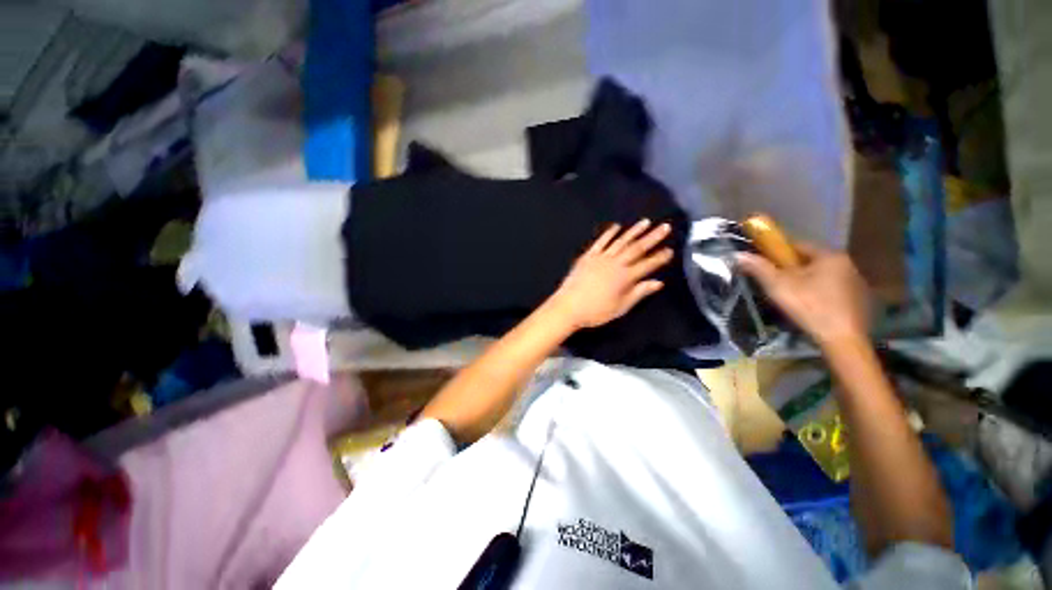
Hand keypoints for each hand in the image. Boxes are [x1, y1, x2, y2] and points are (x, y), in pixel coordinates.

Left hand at [547, 219, 673, 329]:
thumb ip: (639, 293)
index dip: (660, 257)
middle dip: (652, 237)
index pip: (647, 265)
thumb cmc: (596, 311)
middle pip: (637, 248)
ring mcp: (600, 258)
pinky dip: (609, 233)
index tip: (670, 250)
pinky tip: (616, 227)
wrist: (568, 306)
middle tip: (665, 227)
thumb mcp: (621, 307)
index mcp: (625, 277)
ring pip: (620, 241)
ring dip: (634, 231)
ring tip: (645, 222)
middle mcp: (615, 264)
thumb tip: (658, 283)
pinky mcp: (588, 256)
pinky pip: (601, 242)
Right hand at [736, 242, 870, 347]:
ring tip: (791, 297)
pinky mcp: (860, 300)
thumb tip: (738, 254)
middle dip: (792, 269)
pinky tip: (811, 307)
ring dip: (807, 282)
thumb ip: (759, 268)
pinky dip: (820, 294)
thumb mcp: (778, 285)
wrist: (842, 339)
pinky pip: (833, 290)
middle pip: (811, 261)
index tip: (764, 264)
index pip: (798, 245)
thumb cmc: (809, 306)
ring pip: (823, 276)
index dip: (777, 253)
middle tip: (775, 283)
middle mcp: (847, 264)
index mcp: (829, 255)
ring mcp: (856, 283)